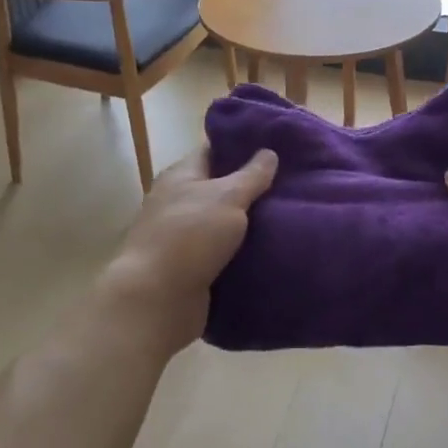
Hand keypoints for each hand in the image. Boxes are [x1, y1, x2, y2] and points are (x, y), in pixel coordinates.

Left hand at [93, 146, 278, 358]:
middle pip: (220, 188)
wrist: (156, 299)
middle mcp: (178, 202)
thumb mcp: (228, 197)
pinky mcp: (190, 268)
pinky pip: (223, 254)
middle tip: (291, 184)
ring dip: (249, 224)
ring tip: (290, 216)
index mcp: (181, 176)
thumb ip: (251, 175)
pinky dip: (243, 253)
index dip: (242, 147)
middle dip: (252, 188)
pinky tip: (272, 250)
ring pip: (223, 223)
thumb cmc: (190, 236)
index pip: (213, 151)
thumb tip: (269, 151)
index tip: (275, 148)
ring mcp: (182, 237)